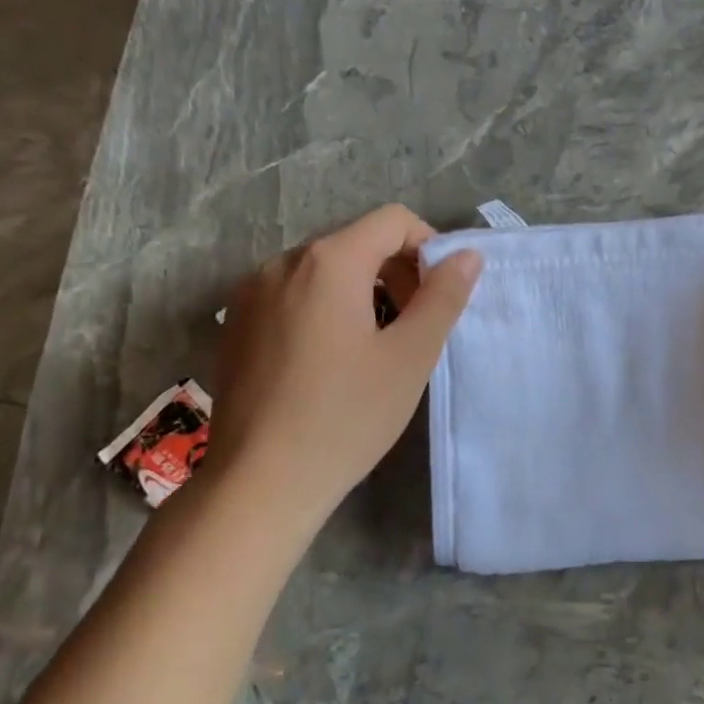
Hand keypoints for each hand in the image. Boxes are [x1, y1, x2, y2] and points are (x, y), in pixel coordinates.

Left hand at [207, 205, 481, 511]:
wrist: (260, 482)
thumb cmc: (346, 416)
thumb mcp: (410, 356)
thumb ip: (443, 297)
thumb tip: (467, 255)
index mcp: (328, 262)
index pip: (393, 221)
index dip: (429, 247)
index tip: (441, 296)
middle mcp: (282, 263)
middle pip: (357, 242)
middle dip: (397, 272)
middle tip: (416, 327)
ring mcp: (251, 293)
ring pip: (325, 270)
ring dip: (363, 291)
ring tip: (377, 347)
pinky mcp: (236, 324)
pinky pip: (294, 295)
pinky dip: (326, 308)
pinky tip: (332, 361)